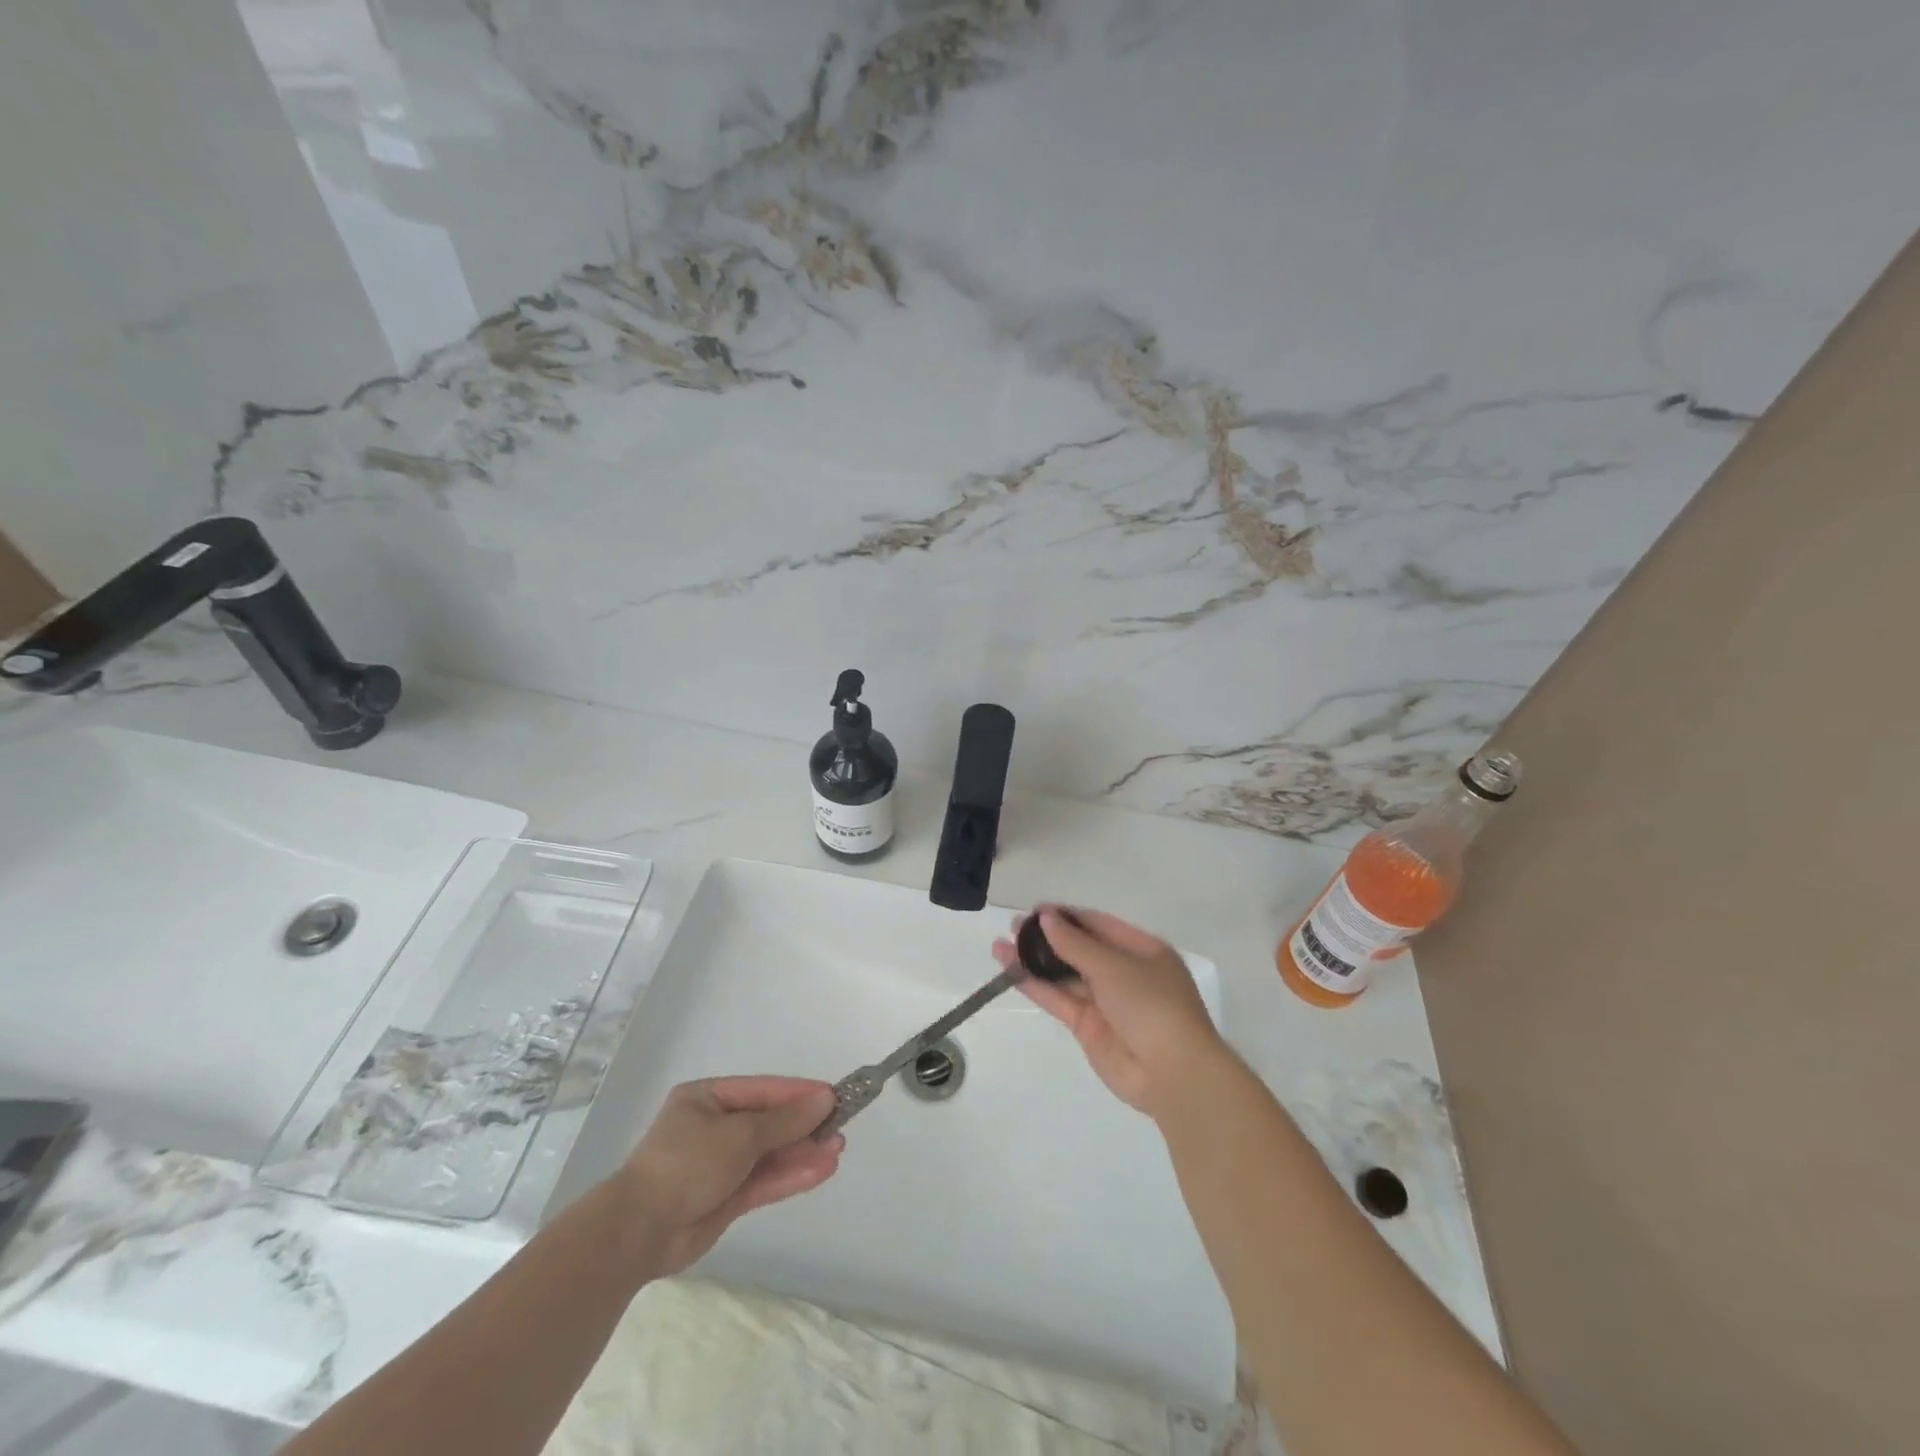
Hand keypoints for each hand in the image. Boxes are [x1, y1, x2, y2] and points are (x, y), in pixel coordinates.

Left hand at [615, 1076, 843, 1275]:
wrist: (639, 1232)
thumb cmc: (686, 1163)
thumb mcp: (740, 1134)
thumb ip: (785, 1120)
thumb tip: (824, 1099)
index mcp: (707, 1099)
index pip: (764, 1090)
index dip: (800, 1094)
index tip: (834, 1096)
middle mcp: (714, 1128)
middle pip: (769, 1123)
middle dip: (804, 1126)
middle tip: (841, 1126)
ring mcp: (719, 1165)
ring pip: (770, 1154)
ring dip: (803, 1152)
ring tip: (838, 1148)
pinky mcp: (725, 1198)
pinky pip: (764, 1181)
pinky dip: (791, 1175)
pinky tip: (821, 1170)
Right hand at [994, 907, 1226, 1117]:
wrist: (1173, 1074)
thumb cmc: (1153, 1006)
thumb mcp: (1115, 967)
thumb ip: (1076, 944)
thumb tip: (1046, 918)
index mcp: (1142, 950)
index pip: (1099, 925)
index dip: (1067, 916)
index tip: (1035, 910)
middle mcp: (1123, 973)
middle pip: (1079, 949)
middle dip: (1047, 938)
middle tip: (1013, 926)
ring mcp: (1105, 1002)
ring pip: (1064, 975)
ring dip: (1034, 961)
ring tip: (1001, 945)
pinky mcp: (1088, 1028)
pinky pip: (1059, 999)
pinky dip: (1036, 986)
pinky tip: (1011, 971)